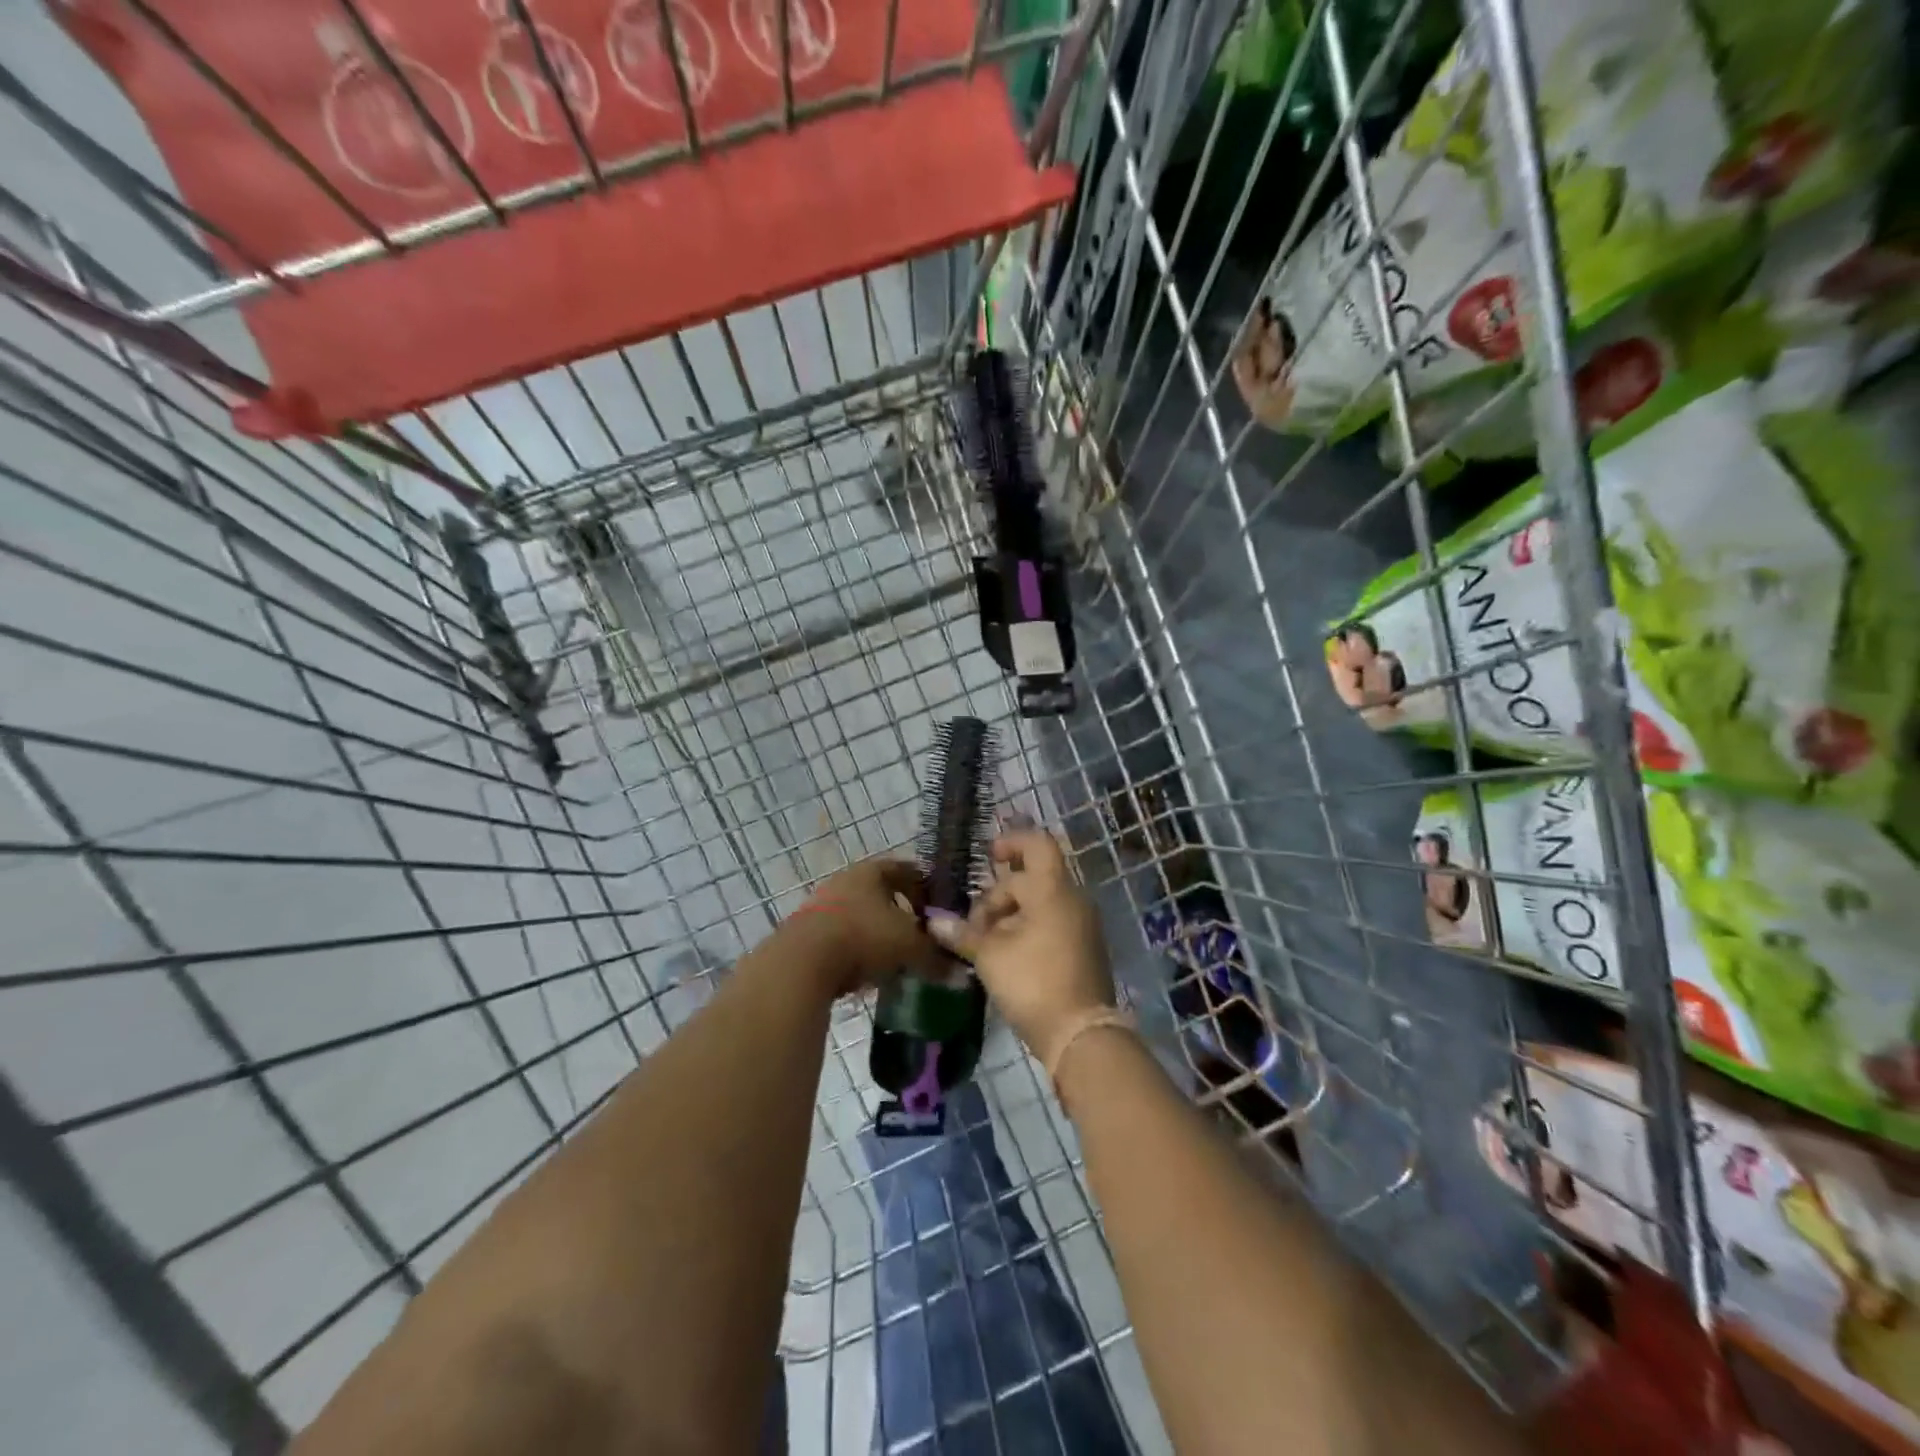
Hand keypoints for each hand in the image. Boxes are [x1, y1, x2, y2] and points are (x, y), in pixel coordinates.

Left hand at [786, 858, 939, 995]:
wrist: (801, 962)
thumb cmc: (863, 937)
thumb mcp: (909, 947)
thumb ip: (935, 957)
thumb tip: (958, 971)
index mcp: (872, 871)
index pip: (906, 870)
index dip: (925, 888)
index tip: (938, 909)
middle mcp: (846, 880)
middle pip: (881, 893)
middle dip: (901, 913)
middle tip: (919, 935)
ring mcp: (822, 904)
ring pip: (860, 915)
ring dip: (877, 933)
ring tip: (894, 958)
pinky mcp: (806, 932)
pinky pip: (841, 937)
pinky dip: (856, 950)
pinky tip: (866, 972)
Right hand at [925, 828, 1114, 1058]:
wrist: (1081, 1035)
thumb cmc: (1033, 982)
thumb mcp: (990, 956)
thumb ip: (963, 933)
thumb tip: (934, 922)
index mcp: (1053, 889)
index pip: (1037, 844)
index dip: (1011, 842)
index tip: (987, 858)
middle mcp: (1073, 899)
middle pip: (1031, 879)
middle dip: (998, 896)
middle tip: (973, 926)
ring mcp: (1082, 925)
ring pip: (1039, 903)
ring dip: (1009, 916)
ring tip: (984, 944)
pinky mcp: (1083, 949)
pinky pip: (1051, 923)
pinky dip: (1026, 929)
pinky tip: (1004, 957)